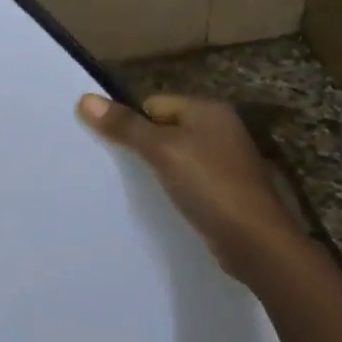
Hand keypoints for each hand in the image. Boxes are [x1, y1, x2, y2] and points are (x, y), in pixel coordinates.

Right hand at [78, 93, 300, 276]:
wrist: (256, 241)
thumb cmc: (210, 186)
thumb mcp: (162, 151)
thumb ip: (125, 126)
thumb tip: (84, 99)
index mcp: (208, 110)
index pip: (154, 103)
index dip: (131, 122)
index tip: (111, 147)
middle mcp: (220, 129)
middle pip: (164, 128)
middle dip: (141, 145)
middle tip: (115, 168)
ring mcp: (225, 161)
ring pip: (176, 155)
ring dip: (157, 169)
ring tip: (134, 187)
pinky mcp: (225, 189)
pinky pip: (188, 178)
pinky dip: (173, 187)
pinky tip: (161, 202)